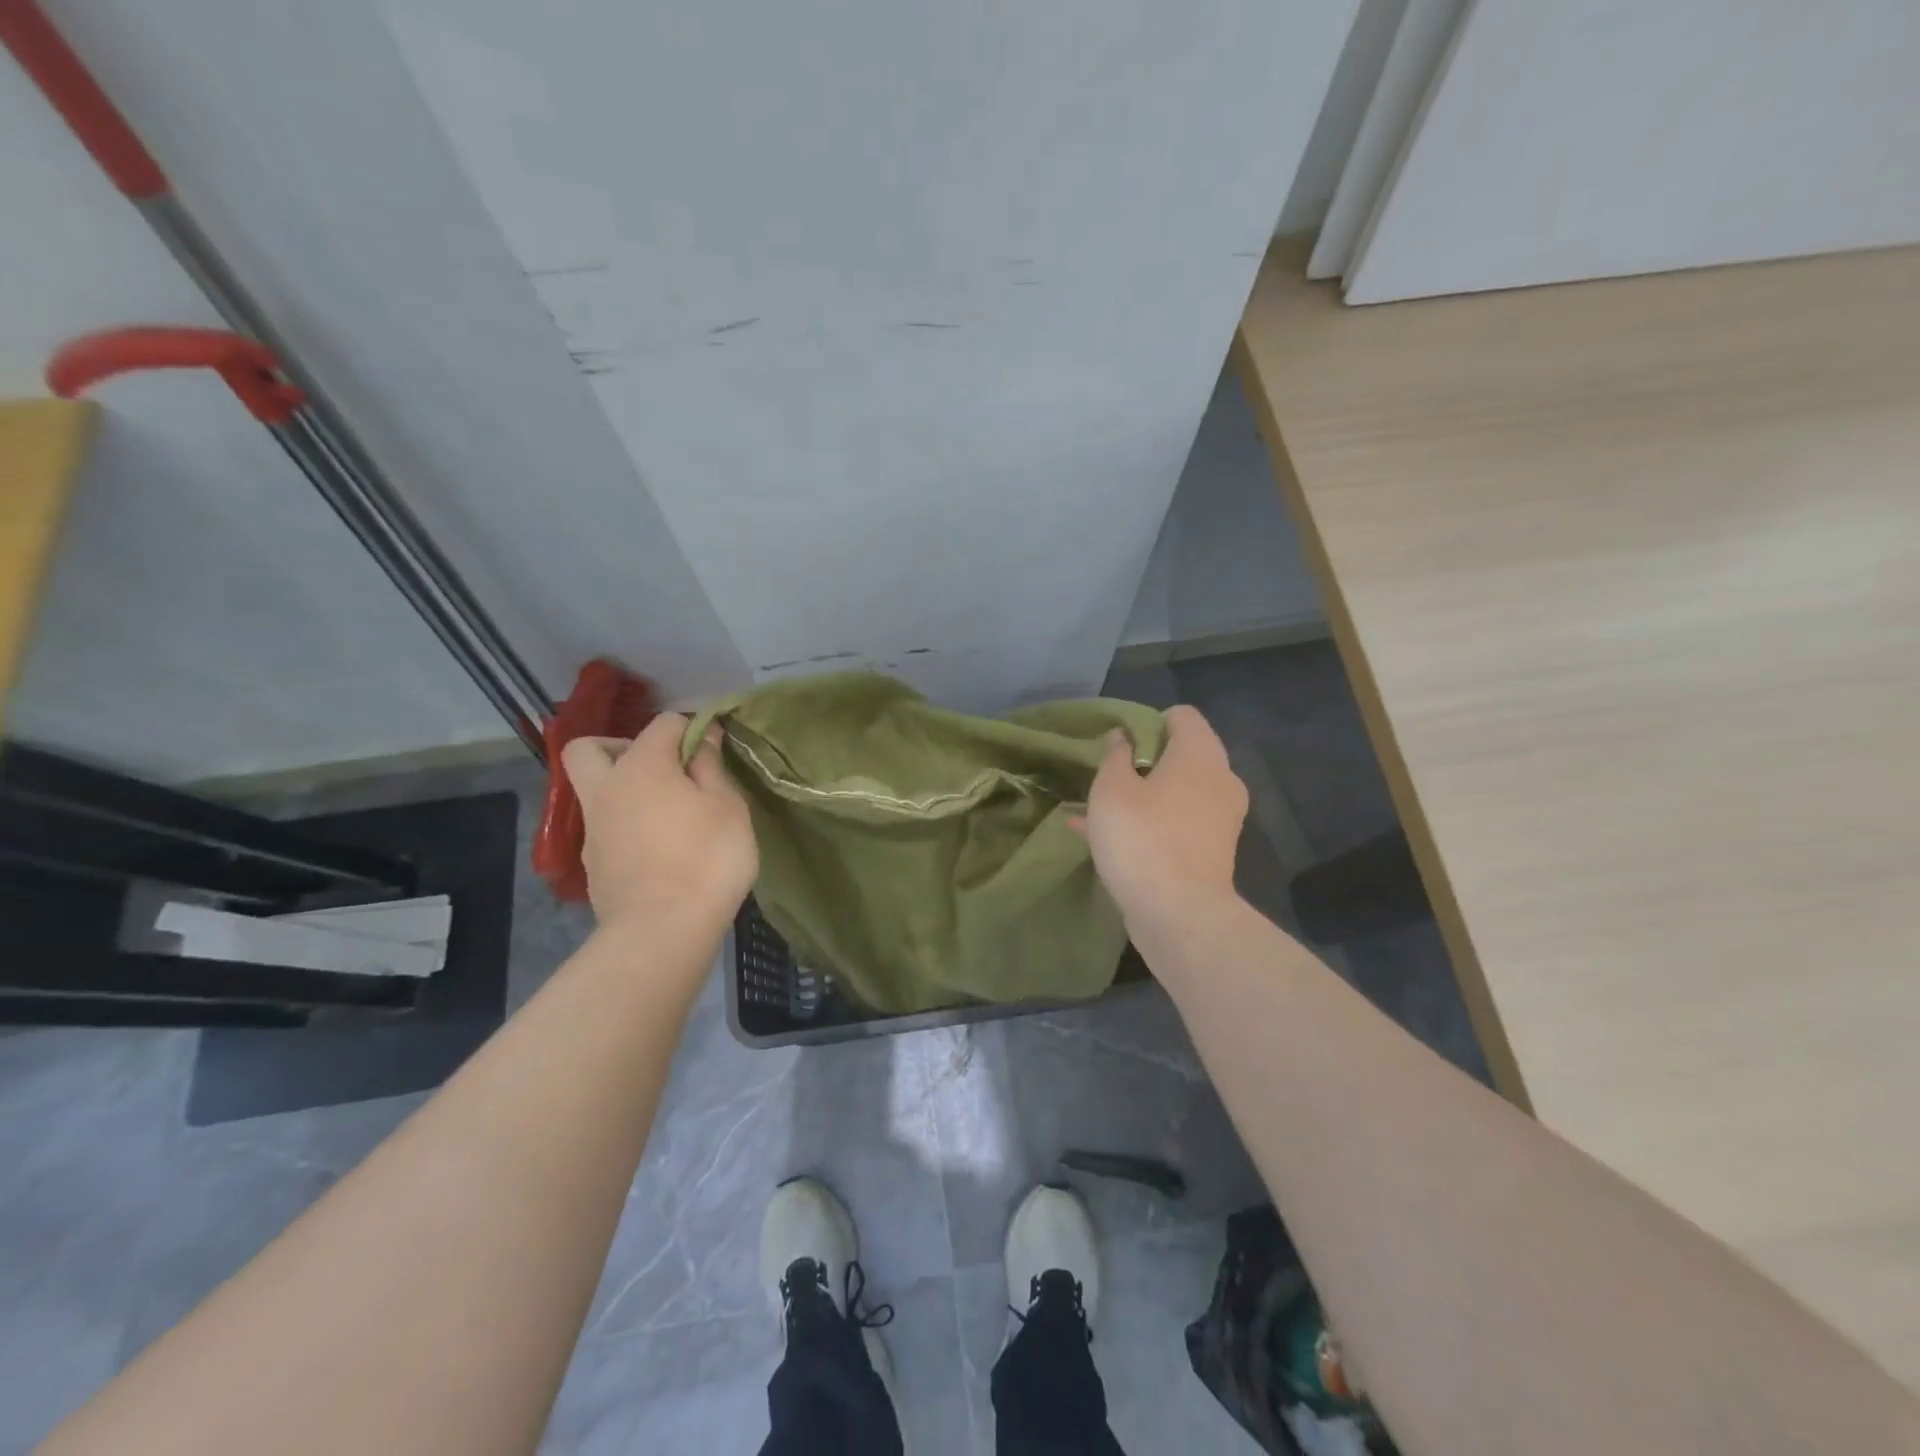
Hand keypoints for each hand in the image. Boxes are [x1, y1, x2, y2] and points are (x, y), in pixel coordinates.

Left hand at [561, 714, 757, 933]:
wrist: (662, 931)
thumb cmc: (707, 859)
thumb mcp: (728, 806)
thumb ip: (711, 767)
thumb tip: (702, 738)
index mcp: (642, 766)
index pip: (664, 723)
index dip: (692, 728)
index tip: (714, 749)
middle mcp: (607, 789)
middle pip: (590, 748)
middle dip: (620, 746)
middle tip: (659, 769)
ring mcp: (593, 829)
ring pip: (596, 791)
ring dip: (624, 791)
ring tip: (667, 815)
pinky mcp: (593, 864)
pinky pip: (605, 828)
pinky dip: (626, 826)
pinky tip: (659, 850)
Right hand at [1075, 705, 1248, 925]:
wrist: (1180, 915)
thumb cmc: (1142, 839)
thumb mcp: (1111, 790)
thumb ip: (1115, 756)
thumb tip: (1122, 737)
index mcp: (1200, 755)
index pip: (1182, 715)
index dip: (1147, 722)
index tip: (1118, 744)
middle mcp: (1220, 780)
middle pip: (1181, 754)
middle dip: (1142, 762)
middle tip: (1107, 776)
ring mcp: (1220, 818)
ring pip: (1176, 793)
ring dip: (1141, 795)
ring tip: (1097, 807)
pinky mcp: (1212, 851)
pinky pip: (1177, 823)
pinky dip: (1149, 823)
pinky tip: (1105, 837)